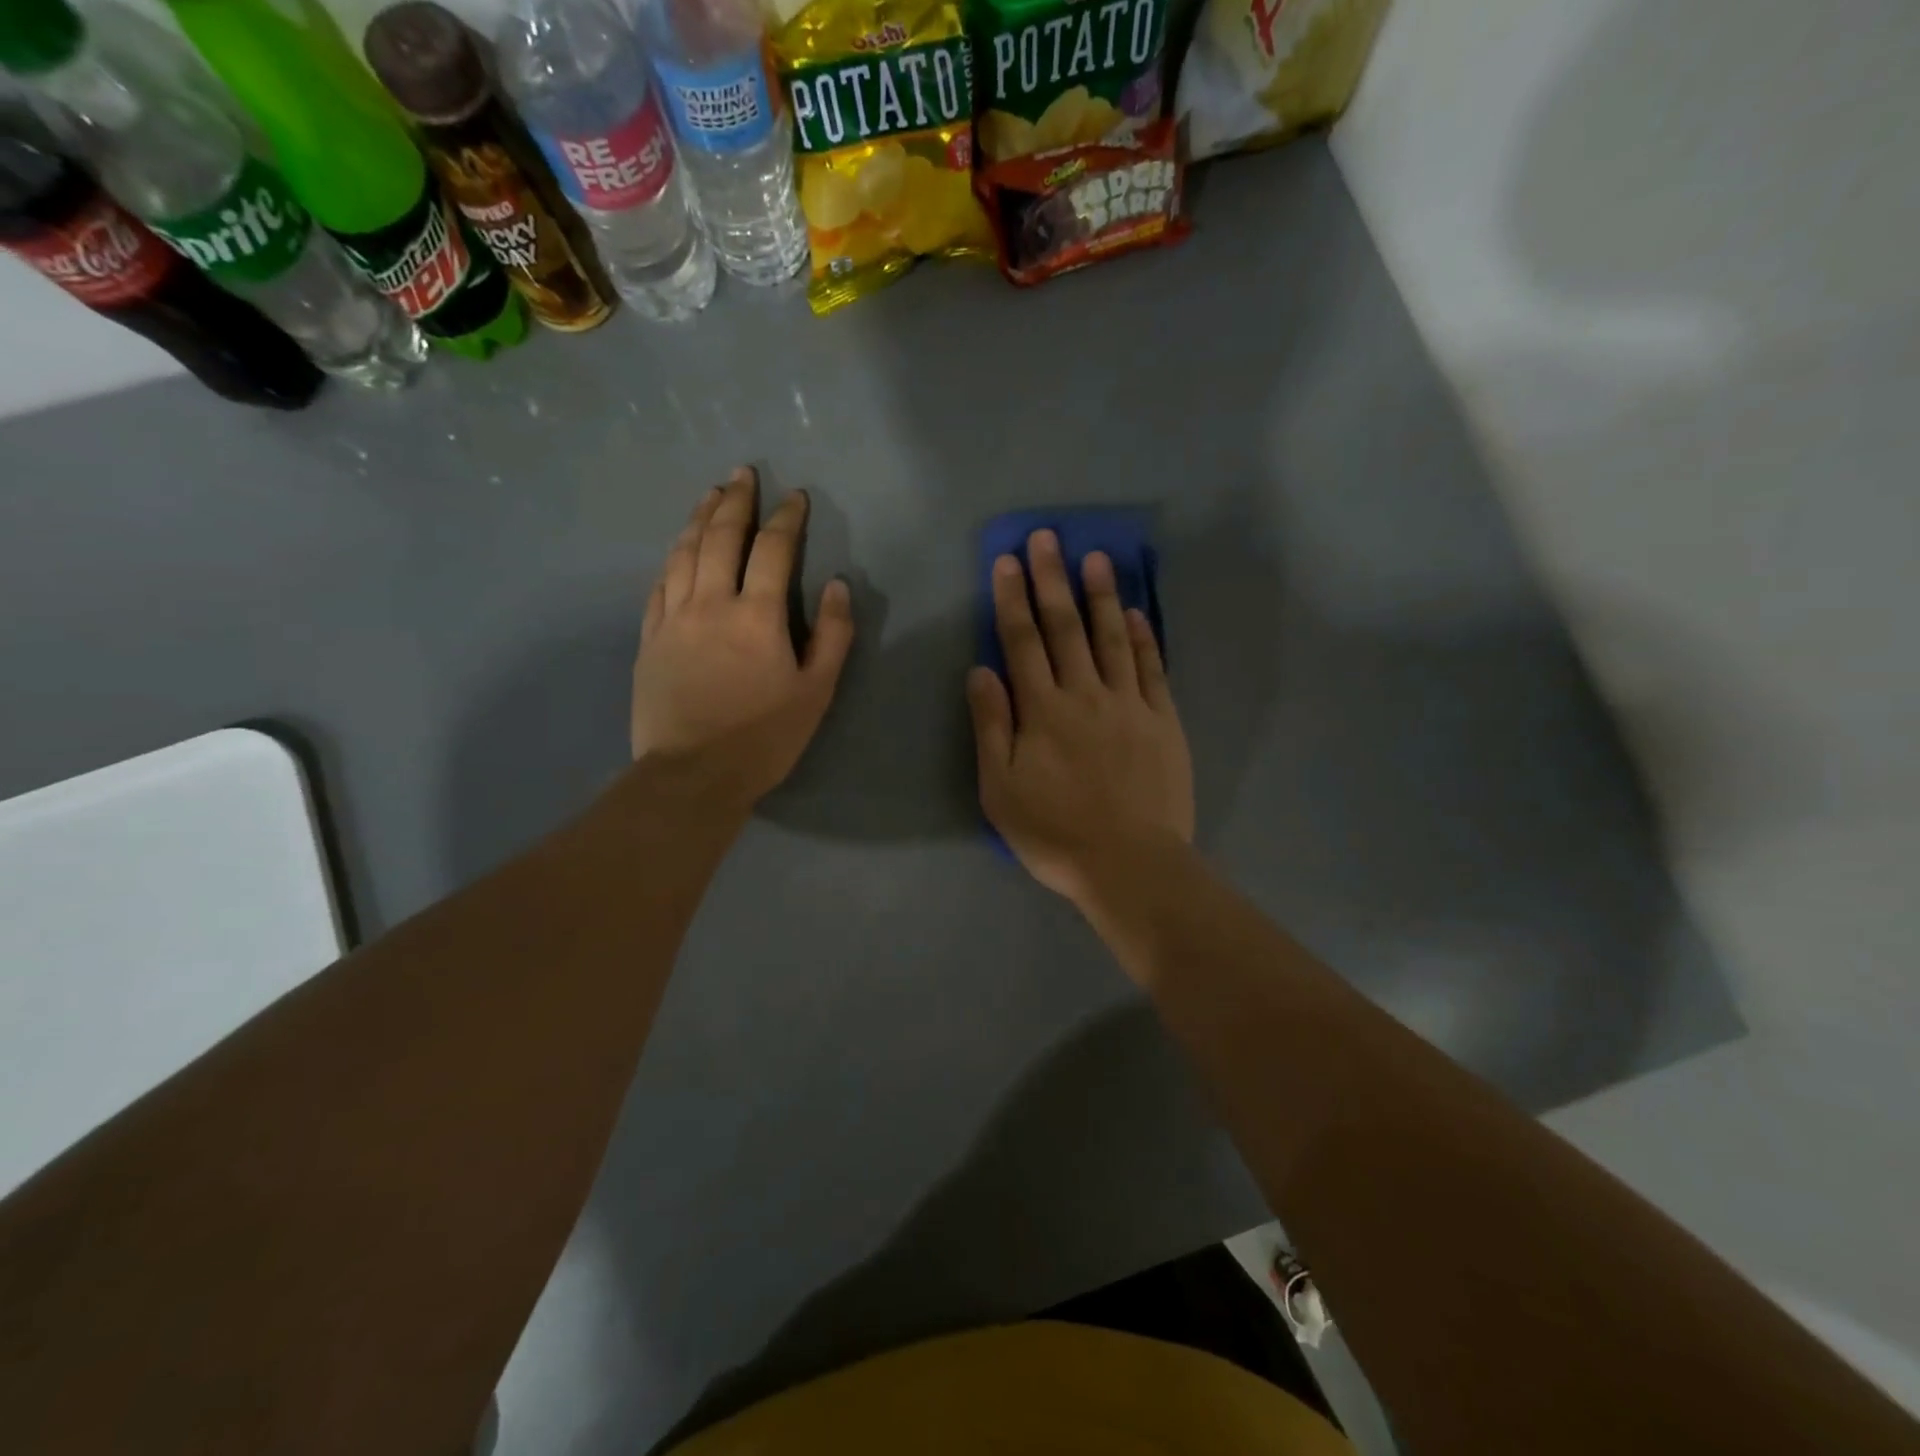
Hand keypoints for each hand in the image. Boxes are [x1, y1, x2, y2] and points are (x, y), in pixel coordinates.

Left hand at [632, 467, 852, 810]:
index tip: (796, 497)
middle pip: (720, 537)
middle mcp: (711, 603)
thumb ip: (832, 635)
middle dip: (736, 501)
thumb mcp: (816, 692)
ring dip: (698, 518)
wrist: (692, 775)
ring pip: (683, 553)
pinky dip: (672, 558)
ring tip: (710, 495)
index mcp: (757, 615)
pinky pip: (659, 585)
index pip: (772, 549)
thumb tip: (837, 585)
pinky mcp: (649, 639)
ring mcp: (673, 619)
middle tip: (743, 473)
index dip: (786, 518)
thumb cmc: (764, 738)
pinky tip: (677, 549)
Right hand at [967, 529, 1194, 907]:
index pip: (1022, 641)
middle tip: (1046, 537)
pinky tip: (1137, 613)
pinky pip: (1152, 669)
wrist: (1130, 863)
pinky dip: (1144, 638)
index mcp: (1042, 710)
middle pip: (1065, 627)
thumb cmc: (1055, 833)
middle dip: (1052, 579)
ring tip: (1095, 557)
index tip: (1007, 561)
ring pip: (1112, 637)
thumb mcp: (1001, 789)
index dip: (1012, 598)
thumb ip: (991, 726)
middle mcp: (1085, 694)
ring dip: (1101, 595)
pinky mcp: (1163, 721)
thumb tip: (980, 670)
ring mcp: (1129, 704)